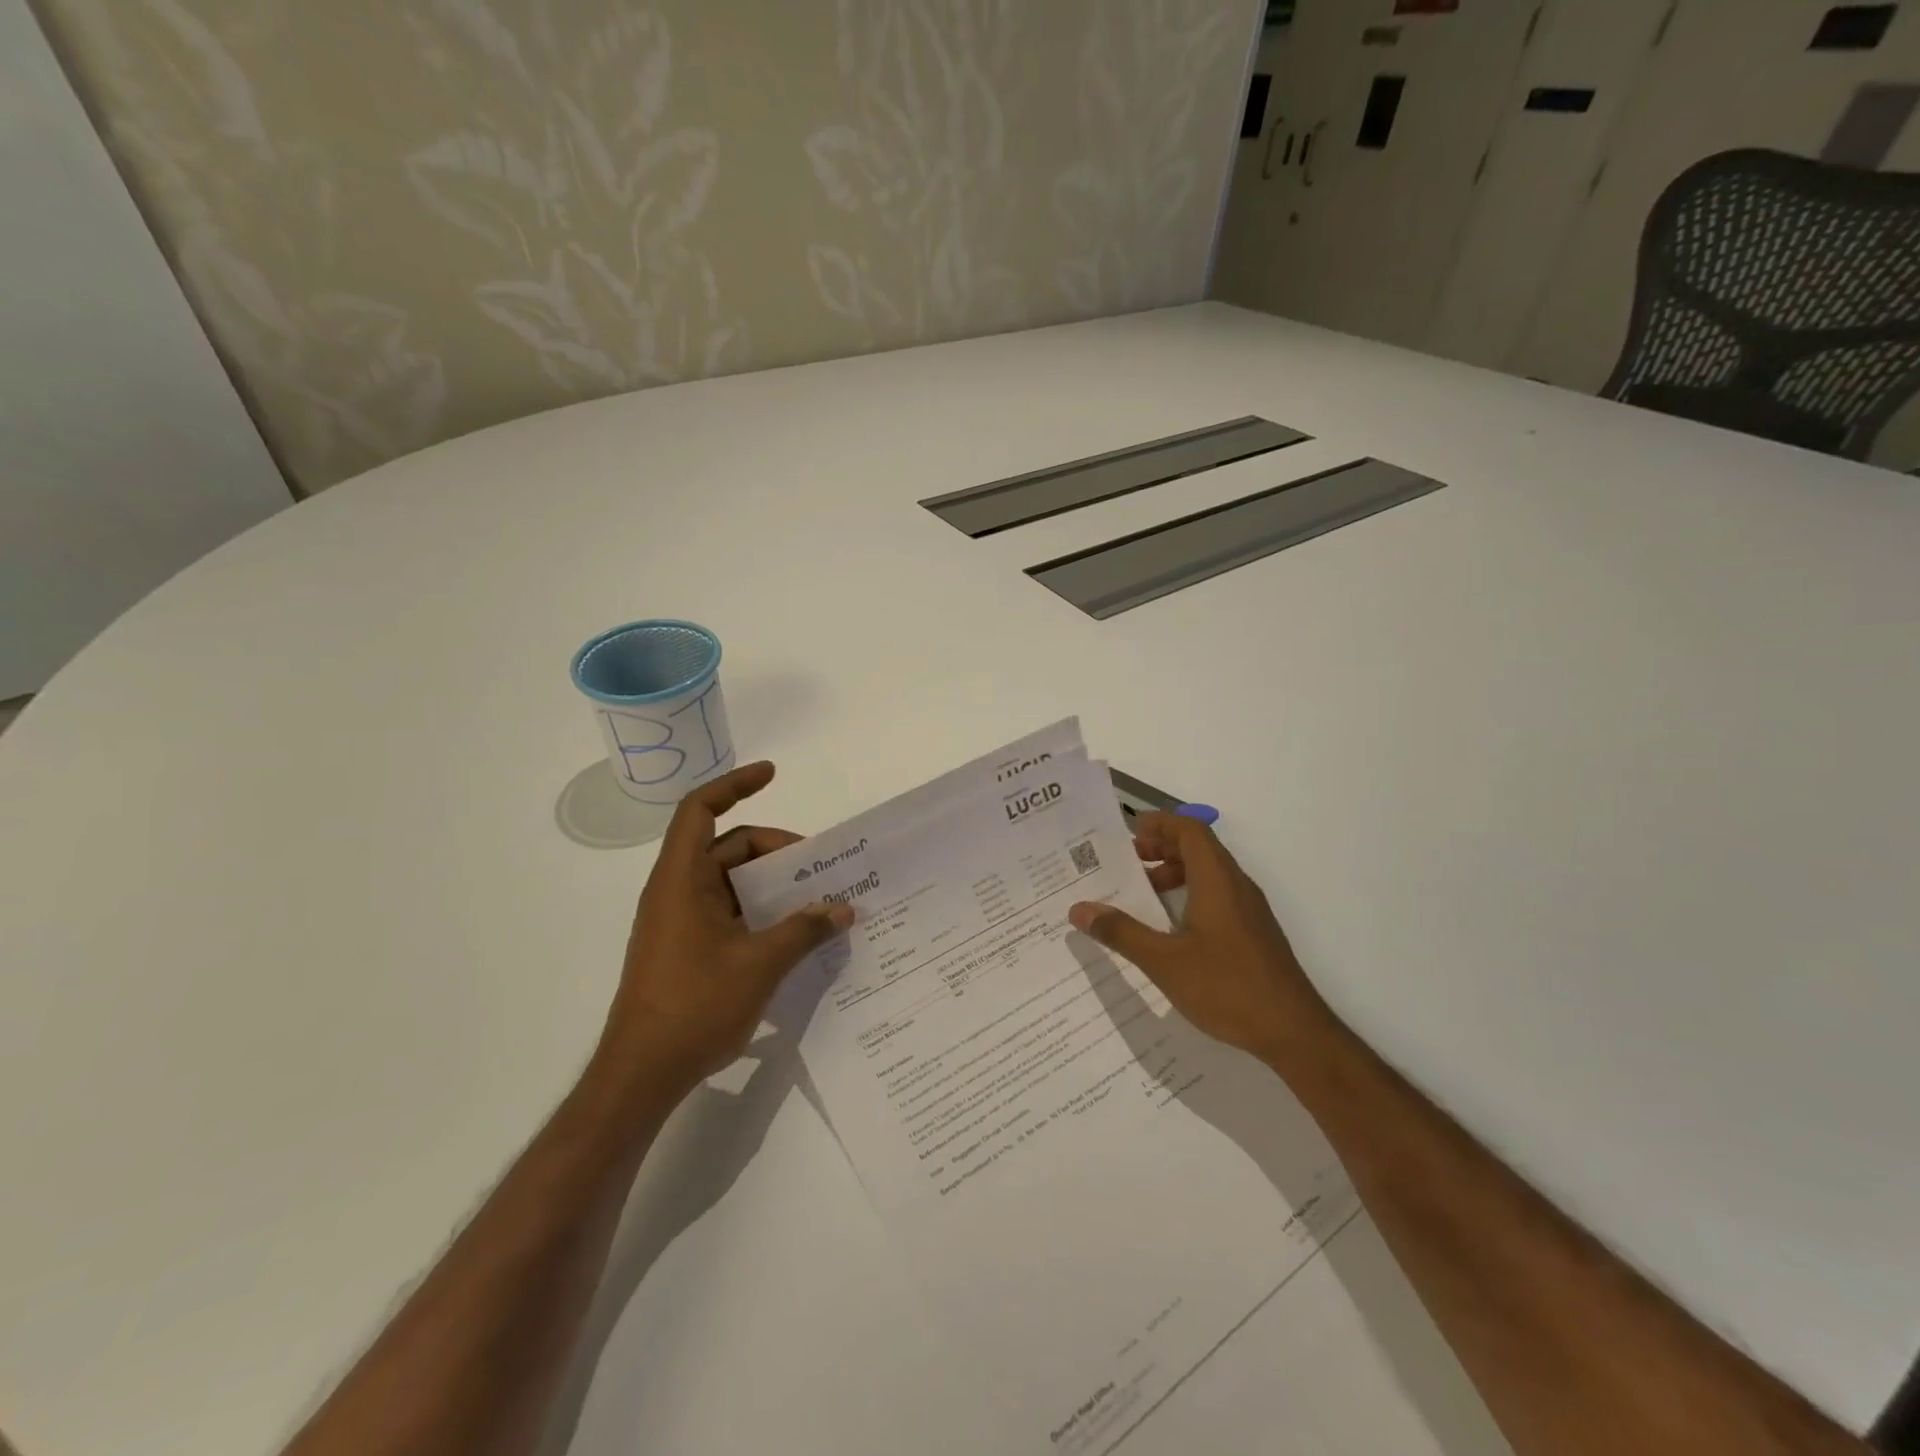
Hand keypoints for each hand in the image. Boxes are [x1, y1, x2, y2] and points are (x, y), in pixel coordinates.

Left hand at [598, 761, 852, 1100]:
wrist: (641, 1077)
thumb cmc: (694, 1007)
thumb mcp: (760, 964)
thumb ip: (804, 931)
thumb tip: (844, 910)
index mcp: (682, 880)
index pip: (701, 810)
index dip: (735, 784)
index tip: (773, 774)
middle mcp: (678, 892)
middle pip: (728, 847)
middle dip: (776, 850)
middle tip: (820, 867)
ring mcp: (682, 923)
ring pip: (732, 884)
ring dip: (773, 886)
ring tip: (817, 899)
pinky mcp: (689, 951)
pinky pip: (731, 914)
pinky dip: (762, 914)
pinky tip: (795, 935)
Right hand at [1067, 812, 1331, 1067]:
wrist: (1294, 1032)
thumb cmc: (1227, 987)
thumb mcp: (1164, 961)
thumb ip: (1121, 932)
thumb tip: (1079, 909)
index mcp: (1217, 880)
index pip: (1190, 830)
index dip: (1159, 823)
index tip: (1127, 832)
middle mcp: (1236, 886)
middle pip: (1199, 847)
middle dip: (1162, 846)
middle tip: (1128, 861)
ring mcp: (1249, 910)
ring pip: (1210, 873)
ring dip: (1176, 872)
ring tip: (1144, 892)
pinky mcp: (1254, 932)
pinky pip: (1218, 895)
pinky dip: (1190, 894)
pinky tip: (1171, 927)